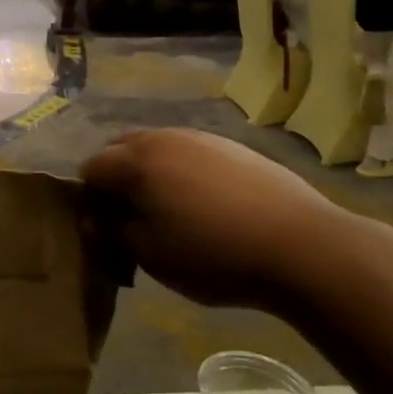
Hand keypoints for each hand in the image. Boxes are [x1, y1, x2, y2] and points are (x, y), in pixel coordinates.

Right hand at [82, 129, 362, 305]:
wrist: (301, 244)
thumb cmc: (214, 254)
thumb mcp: (151, 256)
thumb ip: (114, 233)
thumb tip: (97, 220)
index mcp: (136, 161)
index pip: (91, 169)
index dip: (90, 200)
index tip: (107, 231)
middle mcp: (163, 138)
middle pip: (121, 150)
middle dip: (119, 181)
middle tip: (134, 220)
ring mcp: (201, 138)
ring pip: (158, 150)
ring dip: (153, 176)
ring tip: (174, 215)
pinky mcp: (233, 147)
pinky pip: (191, 155)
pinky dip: (185, 175)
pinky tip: (209, 208)